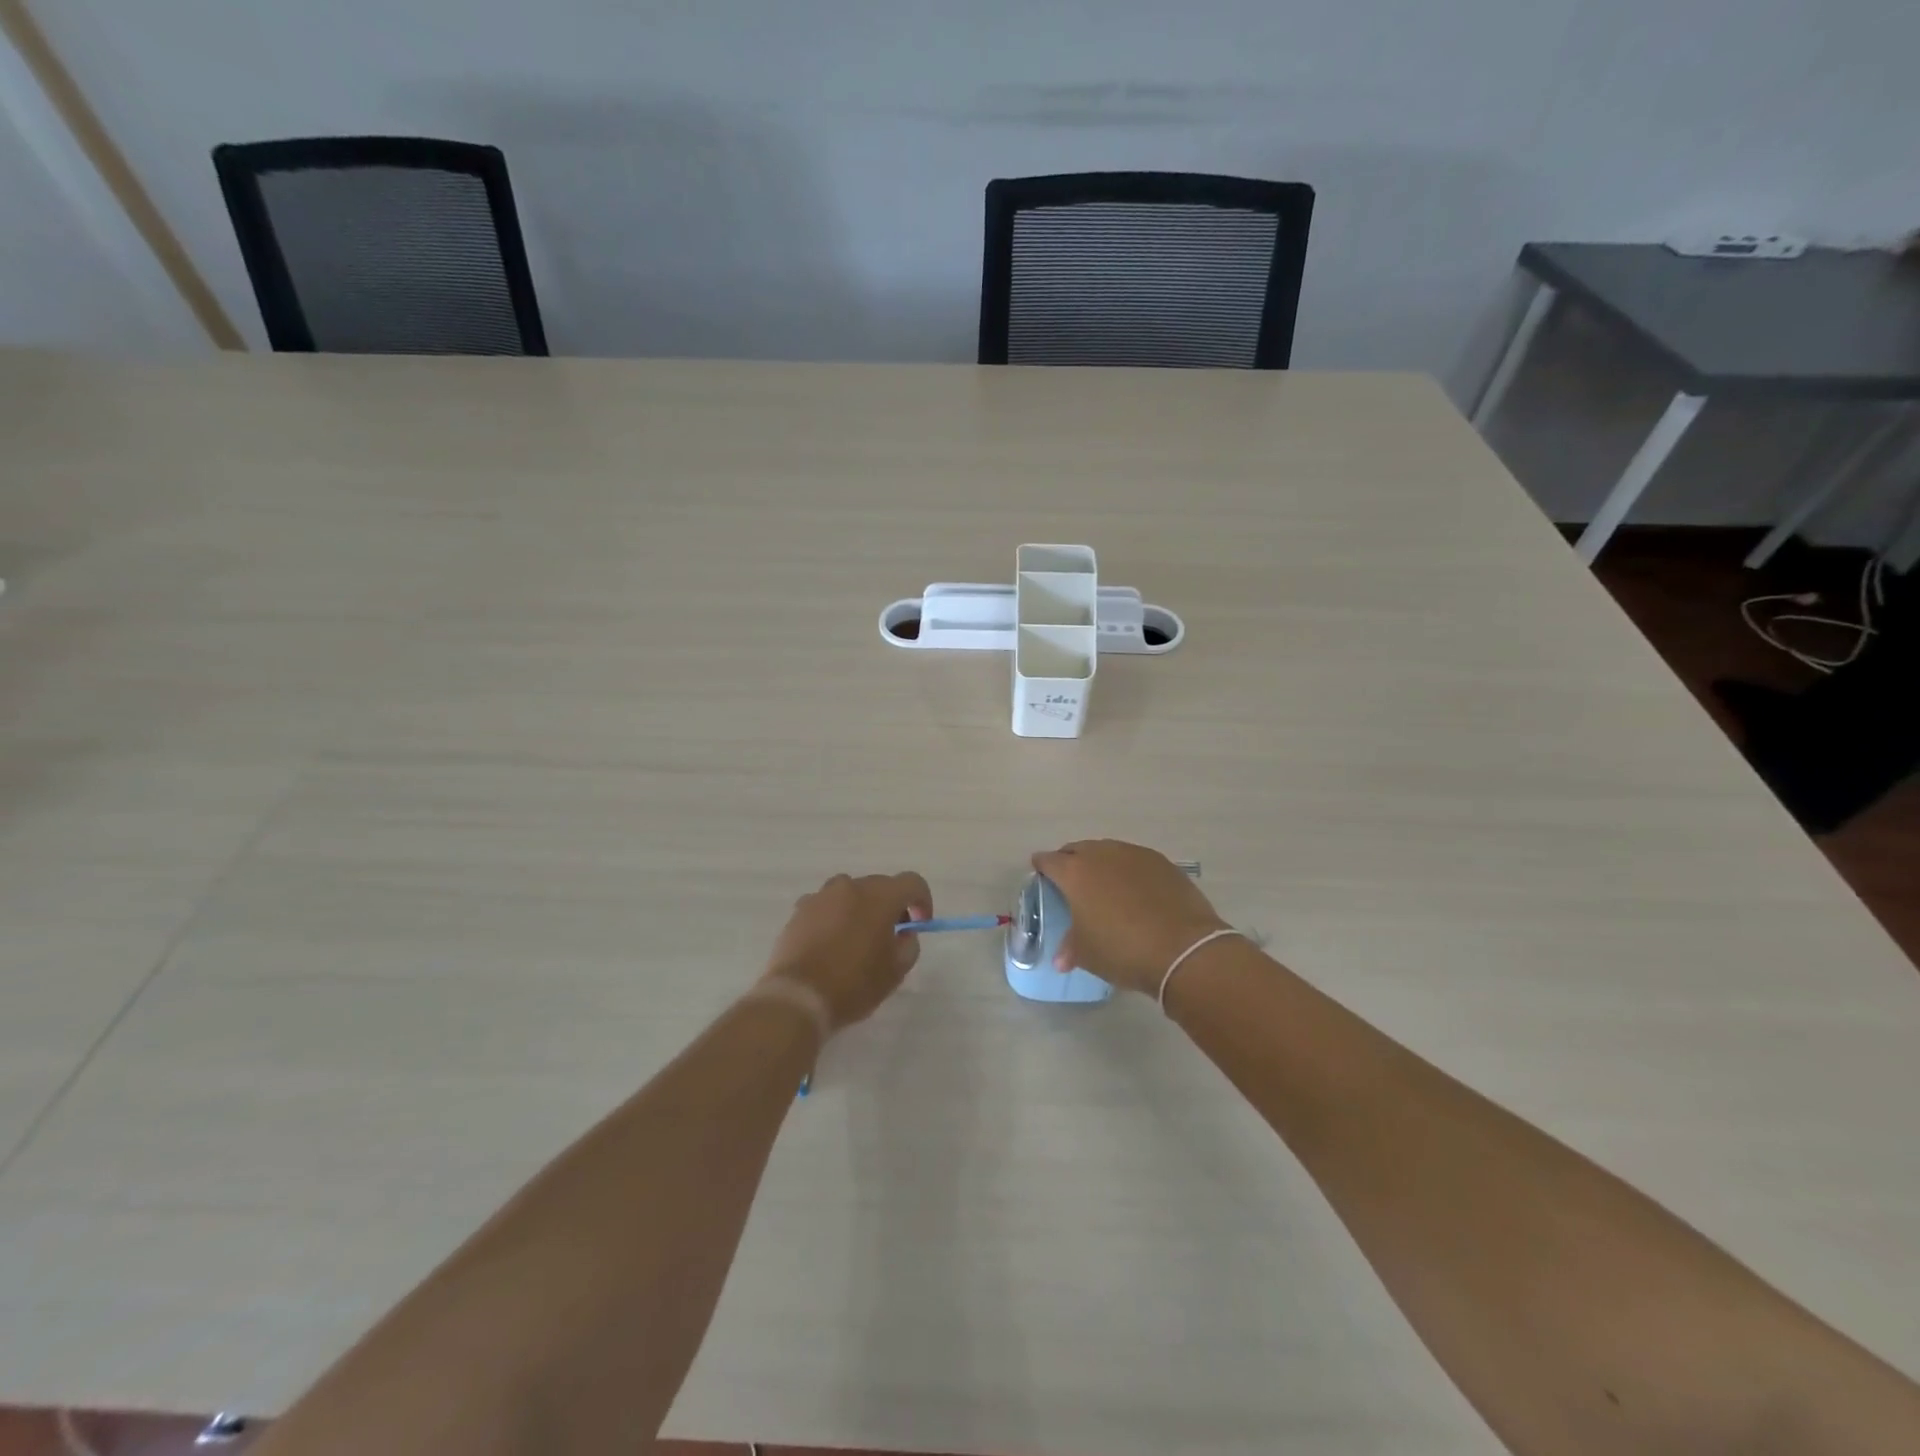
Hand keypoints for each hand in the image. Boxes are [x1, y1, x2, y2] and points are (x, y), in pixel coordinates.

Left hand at [762, 872, 932, 1032]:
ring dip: (861, 908)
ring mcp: (821, 895)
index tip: (920, 924)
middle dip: (891, 906)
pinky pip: (826, 906)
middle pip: (880, 886)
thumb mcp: (896, 971)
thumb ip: (909, 944)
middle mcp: (851, 886)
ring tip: (857, 938)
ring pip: (850, 893)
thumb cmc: (854, 984)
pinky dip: (835, 917)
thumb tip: (904, 933)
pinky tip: (830, 943)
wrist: (798, 997)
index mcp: (880, 896)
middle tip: (890, 936)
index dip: (922, 901)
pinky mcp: (799, 910)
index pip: (913, 882)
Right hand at [1032, 839, 1230, 994]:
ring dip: (1101, 863)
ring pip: (1109, 851)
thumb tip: (1062, 958)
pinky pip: (1136, 860)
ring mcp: (1135, 855)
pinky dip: (1129, 870)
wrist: (1183, 948)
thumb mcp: (1087, 954)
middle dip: (1070, 860)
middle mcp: (1102, 855)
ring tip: (1104, 884)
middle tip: (1070, 877)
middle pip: (1078, 849)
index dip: (1042, 865)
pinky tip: (1135, 889)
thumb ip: (1070, 948)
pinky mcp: (1163, 863)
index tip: (1039, 870)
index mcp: (1075, 873)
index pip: (1049, 861)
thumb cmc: (1122, 950)